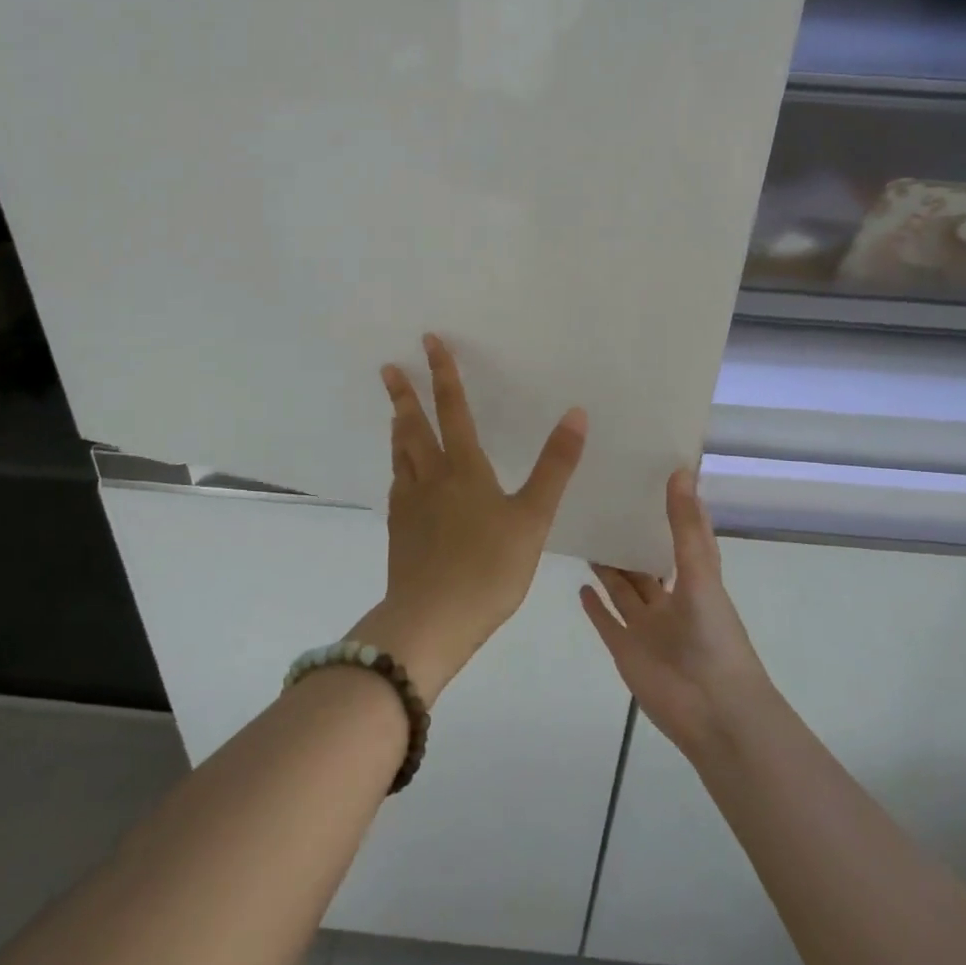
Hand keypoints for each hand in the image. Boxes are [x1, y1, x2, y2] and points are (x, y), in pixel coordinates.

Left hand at [354, 334, 586, 705]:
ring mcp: (410, 505)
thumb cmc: (489, 568)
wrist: (431, 621)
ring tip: (395, 412)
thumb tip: (576, 413)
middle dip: (404, 394)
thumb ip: (555, 467)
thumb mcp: (533, 517)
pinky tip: (402, 477)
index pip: (452, 408)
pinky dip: (399, 467)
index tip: (429, 342)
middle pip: (413, 427)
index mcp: (464, 468)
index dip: (443, 374)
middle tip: (389, 369)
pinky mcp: (399, 531)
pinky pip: (398, 485)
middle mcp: (431, 477)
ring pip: (401, 455)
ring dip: (398, 428)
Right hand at [581, 470, 778, 759]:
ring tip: (586, 535)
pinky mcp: (626, 650)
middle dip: (630, 538)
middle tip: (602, 502)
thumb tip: (681, 470)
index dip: (674, 508)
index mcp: (695, 579)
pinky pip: (607, 622)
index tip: (654, 474)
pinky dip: (594, 606)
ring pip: (624, 590)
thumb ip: (684, 526)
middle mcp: (670, 599)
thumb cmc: (713, 637)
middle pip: (646, 563)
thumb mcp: (700, 573)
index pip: (683, 535)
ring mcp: (647, 627)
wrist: (713, 712)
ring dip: (608, 568)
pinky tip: (580, 584)